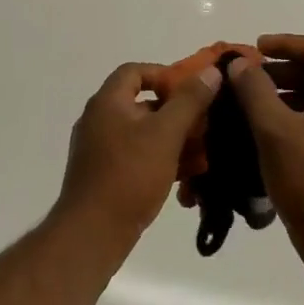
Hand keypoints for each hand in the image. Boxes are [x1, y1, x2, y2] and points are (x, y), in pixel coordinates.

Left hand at [58, 61, 222, 247]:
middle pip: (142, 103)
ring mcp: (101, 150)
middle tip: (205, 123)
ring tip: (203, 152)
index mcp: (107, 103)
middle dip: (177, 112)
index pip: (135, 71)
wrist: (93, 233)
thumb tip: (210, 72)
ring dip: (174, 139)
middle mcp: (100, 121)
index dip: (164, 74)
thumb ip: (189, 101)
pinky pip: (138, 157)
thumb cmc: (129, 175)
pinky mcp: (107, 176)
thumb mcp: (165, 133)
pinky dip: (161, 160)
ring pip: (144, 134)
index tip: (192, 91)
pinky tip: (187, 177)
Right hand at [227, 35, 303, 258]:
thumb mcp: (273, 131)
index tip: (253, 49)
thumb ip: (254, 90)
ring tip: (256, 107)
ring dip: (291, 95)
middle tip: (248, 80)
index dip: (284, 43)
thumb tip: (241, 63)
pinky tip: (276, 135)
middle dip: (283, 71)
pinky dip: (302, 117)